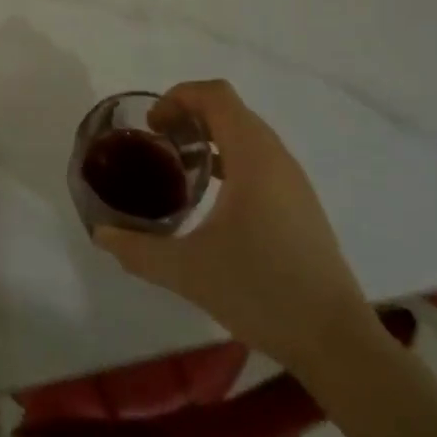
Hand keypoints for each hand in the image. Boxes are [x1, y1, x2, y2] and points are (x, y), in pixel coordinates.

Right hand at [93, 80, 382, 370]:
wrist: (335, 340)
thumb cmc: (261, 291)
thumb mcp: (188, 271)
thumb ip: (139, 250)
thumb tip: (101, 234)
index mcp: (253, 156)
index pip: (216, 96)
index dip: (179, 97)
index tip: (152, 124)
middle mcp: (276, 157)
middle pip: (231, 110)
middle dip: (190, 114)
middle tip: (157, 142)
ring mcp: (293, 181)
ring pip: (248, 134)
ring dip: (211, 136)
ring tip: (179, 166)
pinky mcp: (300, 204)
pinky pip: (260, 159)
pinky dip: (230, 158)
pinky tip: (213, 197)